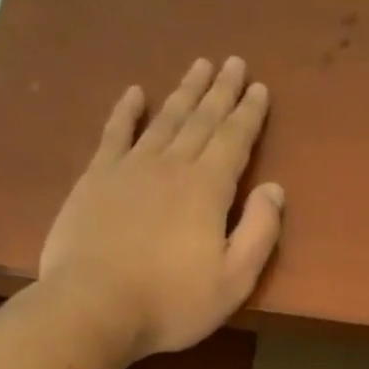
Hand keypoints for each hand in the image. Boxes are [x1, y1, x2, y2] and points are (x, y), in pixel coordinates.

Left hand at [38, 57, 284, 361]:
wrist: (94, 305)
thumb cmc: (171, 303)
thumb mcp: (232, 282)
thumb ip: (259, 234)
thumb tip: (275, 189)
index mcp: (208, 189)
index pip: (235, 141)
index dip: (249, 114)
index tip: (259, 87)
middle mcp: (171, 166)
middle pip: (201, 120)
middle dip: (221, 92)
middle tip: (234, 63)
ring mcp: (129, 168)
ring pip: (164, 119)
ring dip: (184, 92)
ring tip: (199, 66)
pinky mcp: (95, 179)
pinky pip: (115, 133)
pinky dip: (126, 111)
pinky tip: (135, 93)